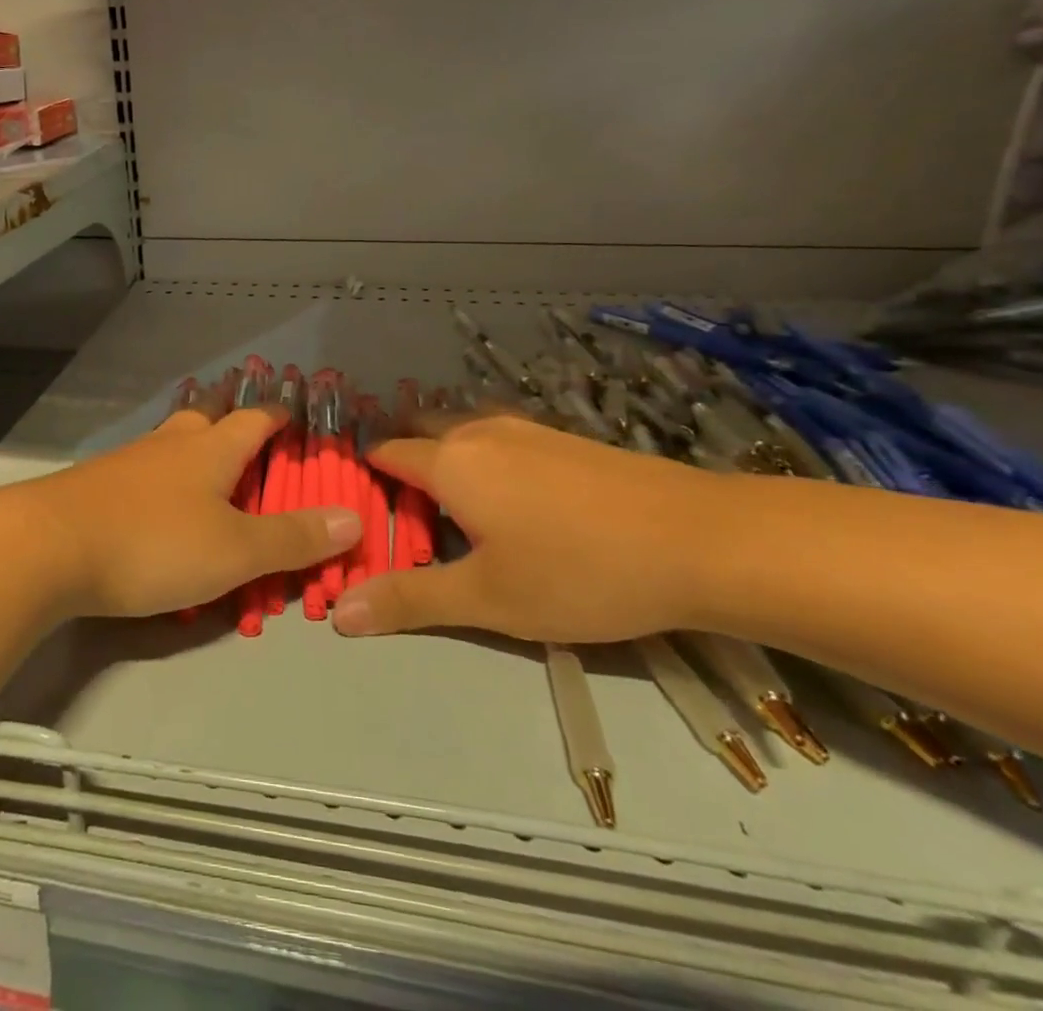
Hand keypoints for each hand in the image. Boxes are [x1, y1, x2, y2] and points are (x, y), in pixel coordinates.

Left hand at [24, 407, 360, 618]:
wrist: (48, 546)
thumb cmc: (153, 543)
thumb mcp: (234, 552)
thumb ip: (292, 539)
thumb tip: (353, 519)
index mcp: (210, 450)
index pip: (254, 419)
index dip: (278, 414)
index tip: (294, 411)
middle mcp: (170, 444)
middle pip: (206, 416)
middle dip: (229, 415)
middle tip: (245, 422)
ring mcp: (128, 461)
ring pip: (170, 439)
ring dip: (192, 441)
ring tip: (204, 457)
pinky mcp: (96, 484)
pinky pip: (141, 468)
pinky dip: (160, 473)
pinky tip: (153, 497)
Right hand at [332, 411, 726, 642]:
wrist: (702, 540)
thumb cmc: (579, 572)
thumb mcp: (488, 600)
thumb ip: (410, 601)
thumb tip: (339, 612)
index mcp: (450, 462)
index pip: (385, 455)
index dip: (365, 481)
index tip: (360, 516)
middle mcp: (479, 432)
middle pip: (420, 432)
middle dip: (403, 466)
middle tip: (404, 520)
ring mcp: (526, 429)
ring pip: (463, 434)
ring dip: (445, 463)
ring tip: (453, 515)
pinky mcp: (564, 439)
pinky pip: (500, 441)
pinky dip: (484, 462)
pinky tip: (512, 504)